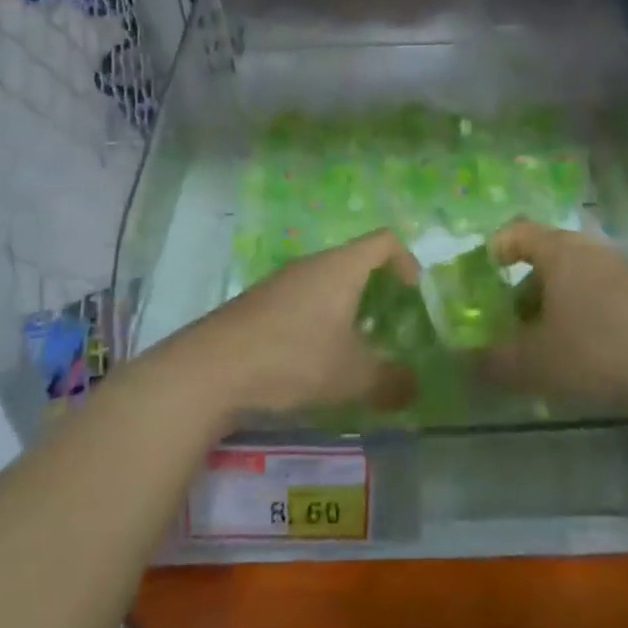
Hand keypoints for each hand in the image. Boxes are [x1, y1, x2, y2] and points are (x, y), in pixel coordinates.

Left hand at [193, 229, 420, 416]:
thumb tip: (413, 387)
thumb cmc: (294, 357)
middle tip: (388, 327)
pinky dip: (318, 319)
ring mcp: (282, 281)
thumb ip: (389, 381)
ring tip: (352, 348)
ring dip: (345, 308)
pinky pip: (302, 299)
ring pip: (326, 283)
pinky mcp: (260, 302)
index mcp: (341, 268)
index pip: (384, 241)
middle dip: (377, 290)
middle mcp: (312, 264)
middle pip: (355, 261)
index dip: (406, 260)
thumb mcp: (351, 376)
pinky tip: (312, 358)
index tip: (413, 294)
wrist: (214, 367)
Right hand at [482, 219, 627, 411]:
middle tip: (515, 318)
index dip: (499, 246)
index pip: (520, 231)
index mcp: (560, 253)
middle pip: (552, 256)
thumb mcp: (536, 363)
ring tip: (552, 341)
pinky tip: (593, 354)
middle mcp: (594, 252)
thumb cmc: (599, 351)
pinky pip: (610, 297)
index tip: (487, 270)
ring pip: (582, 278)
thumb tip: (466, 362)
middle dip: (528, 285)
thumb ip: (495, 362)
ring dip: (561, 303)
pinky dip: (592, 315)